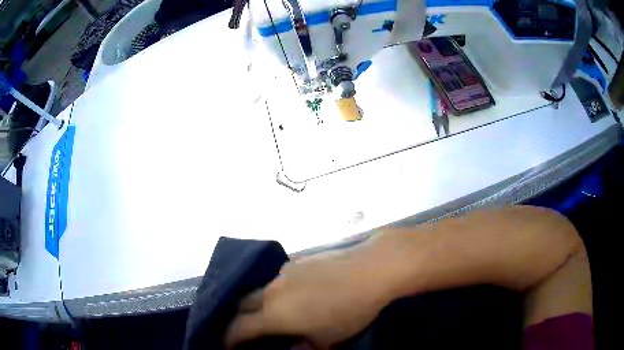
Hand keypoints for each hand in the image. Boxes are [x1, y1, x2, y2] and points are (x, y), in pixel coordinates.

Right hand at [224, 246, 393, 348]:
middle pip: (242, 305)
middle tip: (245, 331)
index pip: (239, 328)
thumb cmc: (349, 311)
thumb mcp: (328, 340)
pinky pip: (278, 279)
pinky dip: (277, 292)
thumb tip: (292, 349)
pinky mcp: (298, 261)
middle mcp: (271, 291)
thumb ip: (303, 348)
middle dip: (238, 319)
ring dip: (258, 304)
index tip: (227, 346)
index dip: (229, 339)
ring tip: (272, 314)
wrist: (371, 270)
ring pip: (260, 290)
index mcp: (274, 314)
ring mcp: (283, 273)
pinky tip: (295, 296)